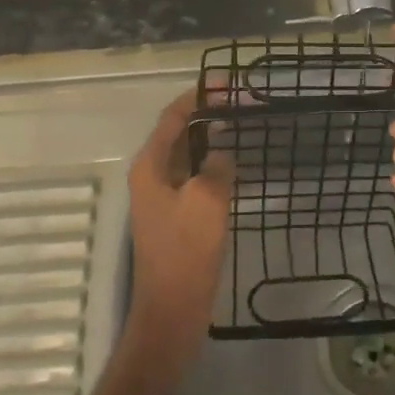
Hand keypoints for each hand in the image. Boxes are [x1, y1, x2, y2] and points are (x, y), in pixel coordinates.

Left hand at [127, 89, 232, 371]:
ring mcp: (163, 198)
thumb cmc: (185, 252)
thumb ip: (218, 168)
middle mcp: (152, 176)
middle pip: (179, 133)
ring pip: (189, 156)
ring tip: (243, 126)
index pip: (173, 118)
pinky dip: (213, 165)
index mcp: (151, 166)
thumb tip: (223, 156)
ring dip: (212, 139)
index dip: (198, 97)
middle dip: (208, 115)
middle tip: (243, 103)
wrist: (172, 310)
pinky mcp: (177, 217)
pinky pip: (195, 179)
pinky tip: (236, 166)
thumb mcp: (207, 201)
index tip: (227, 84)